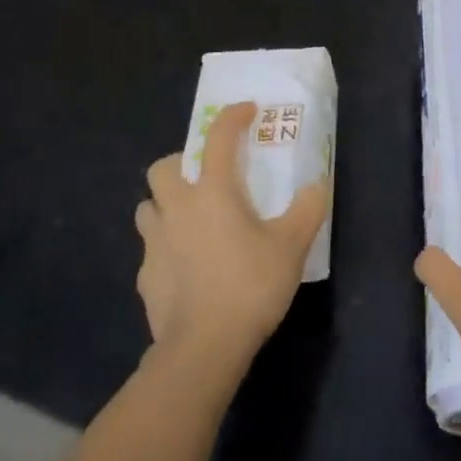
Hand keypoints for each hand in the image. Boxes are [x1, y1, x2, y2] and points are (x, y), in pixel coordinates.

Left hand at [136, 102, 329, 372]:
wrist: (203, 348)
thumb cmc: (249, 286)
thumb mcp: (292, 246)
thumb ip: (307, 209)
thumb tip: (315, 186)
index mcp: (213, 192)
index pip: (218, 138)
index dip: (232, 117)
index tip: (247, 112)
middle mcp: (177, 208)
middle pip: (162, 168)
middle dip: (179, 164)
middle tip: (205, 178)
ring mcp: (155, 243)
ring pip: (148, 207)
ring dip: (165, 205)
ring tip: (190, 220)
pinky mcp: (145, 277)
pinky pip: (150, 249)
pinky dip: (165, 248)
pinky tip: (186, 267)